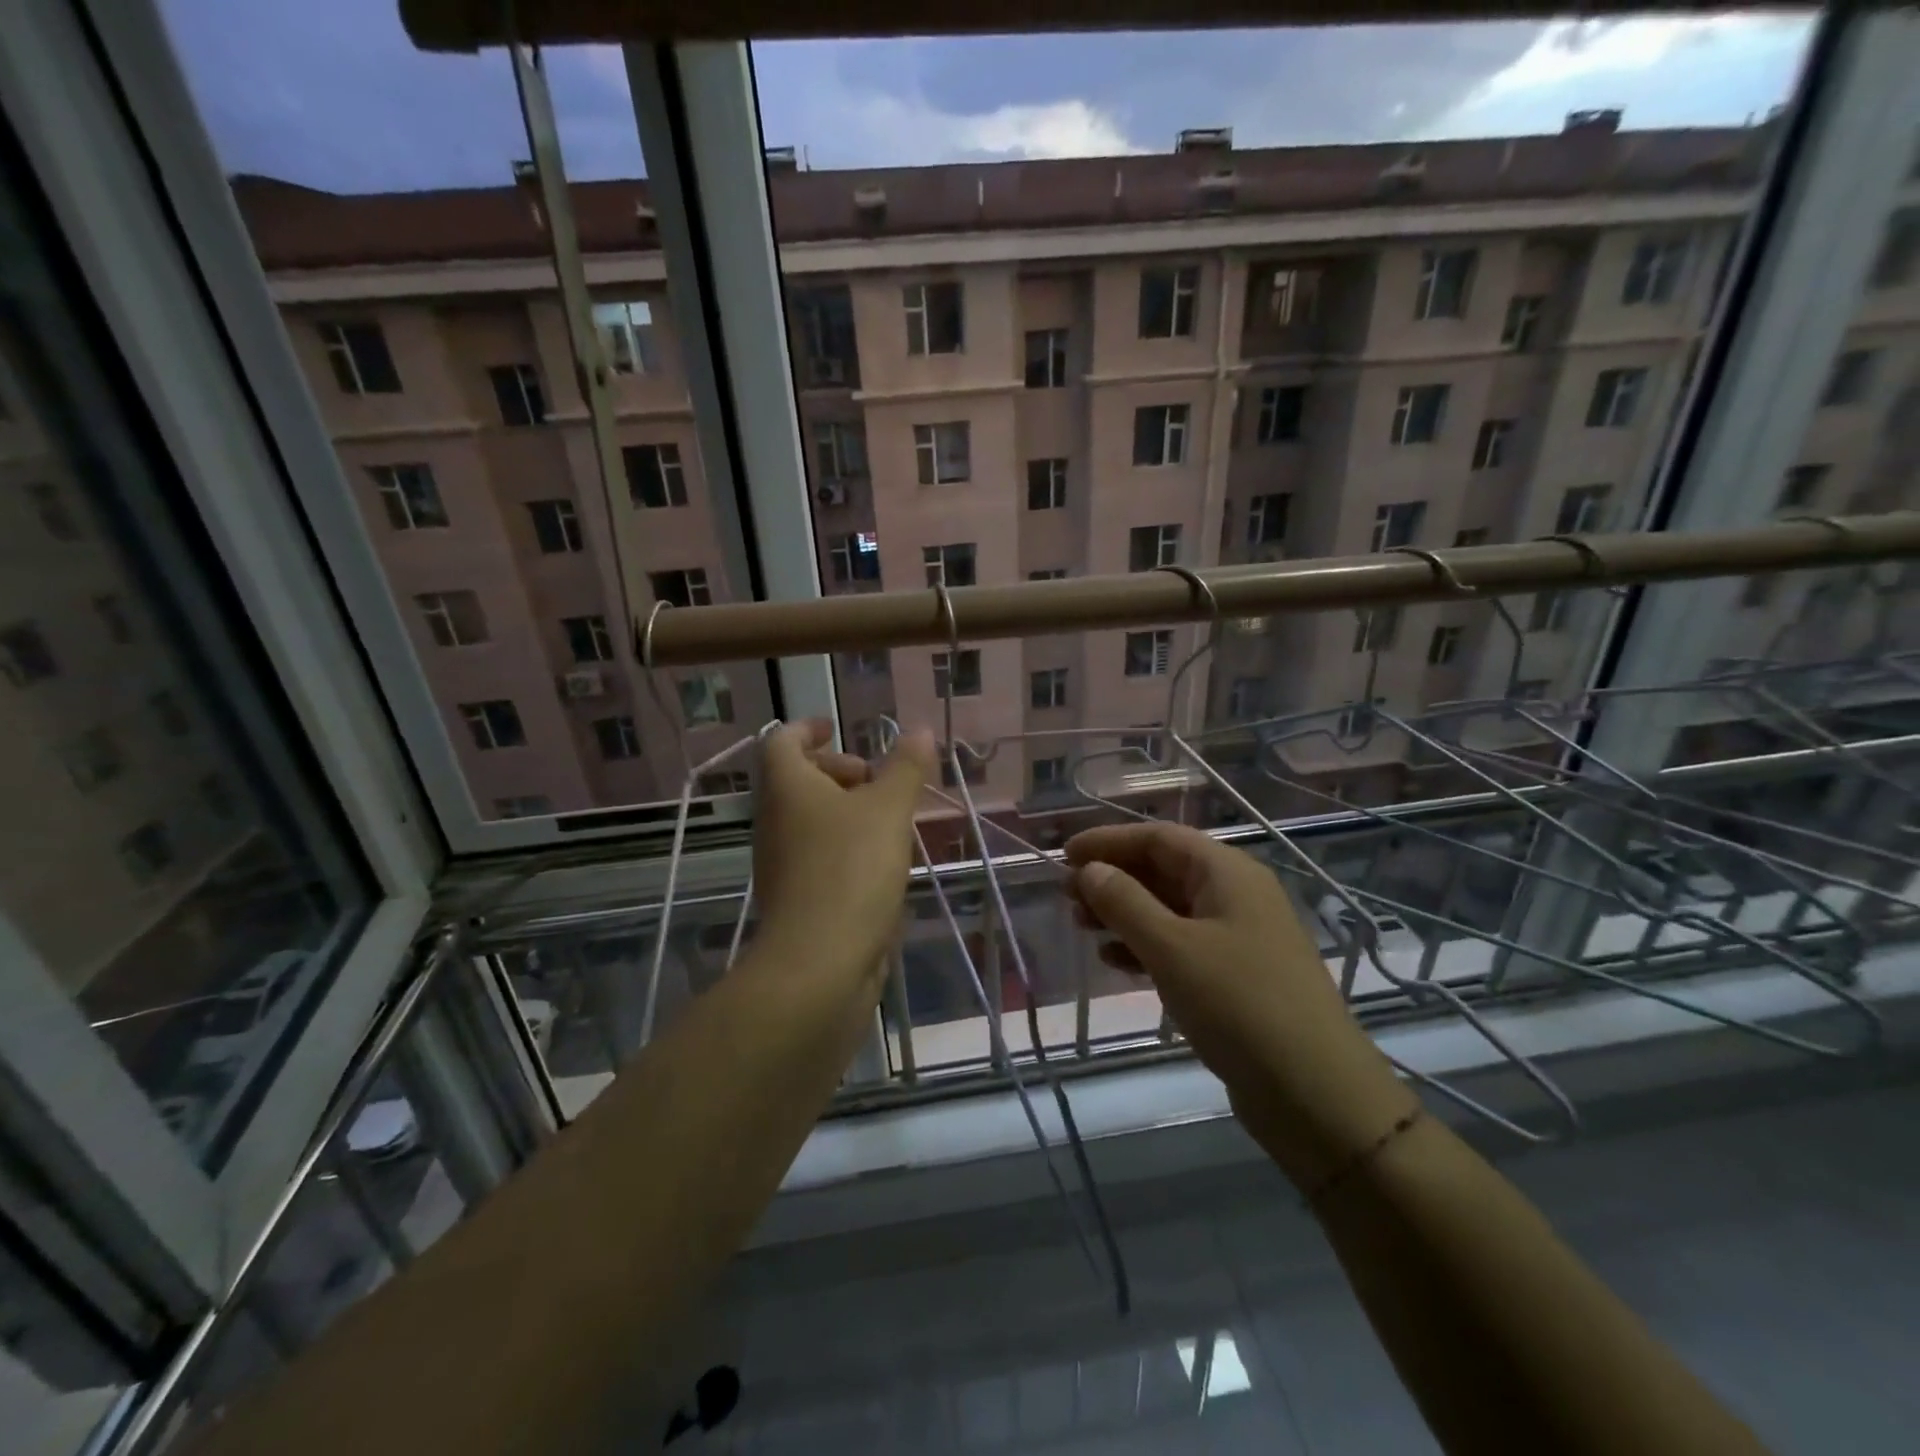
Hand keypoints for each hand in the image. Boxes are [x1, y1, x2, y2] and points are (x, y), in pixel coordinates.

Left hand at [751, 719, 934, 988]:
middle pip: (797, 781)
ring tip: (889, 820)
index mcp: (786, 788)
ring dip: (845, 811)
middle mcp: (775, 821)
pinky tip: (882, 863)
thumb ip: (905, 768)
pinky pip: (818, 856)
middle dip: (837, 772)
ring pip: (809, 821)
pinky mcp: (797, 898)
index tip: (836, 728)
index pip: (782, 741)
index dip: (807, 728)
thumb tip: (920, 730)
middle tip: (876, 780)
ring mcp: (782, 863)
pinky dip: (845, 846)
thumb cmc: (851, 869)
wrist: (819, 962)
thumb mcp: (888, 810)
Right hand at [1065, 823, 1415, 1187]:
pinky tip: (1114, 961)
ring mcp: (1239, 937)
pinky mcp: (1237, 976)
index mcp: (1227, 872)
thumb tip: (1089, 870)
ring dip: (1124, 912)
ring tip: (1081, 926)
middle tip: (1067, 896)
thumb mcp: (1171, 948)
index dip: (1109, 841)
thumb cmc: (1239, 1005)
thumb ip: (1124, 902)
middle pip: (1164, 869)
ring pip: (1169, 908)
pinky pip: (1181, 944)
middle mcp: (1236, 894)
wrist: (1316, 1094)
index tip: (1063, 855)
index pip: (1159, 838)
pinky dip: (1145, 946)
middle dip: (1113, 877)